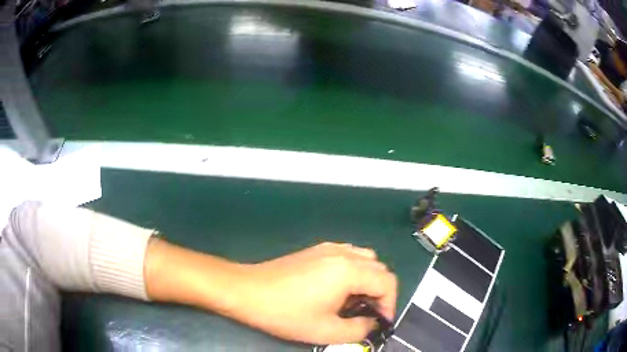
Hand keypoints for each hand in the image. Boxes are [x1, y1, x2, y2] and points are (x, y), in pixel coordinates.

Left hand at [233, 242, 396, 344]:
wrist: (247, 291)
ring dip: (368, 280)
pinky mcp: (315, 250)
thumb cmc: (286, 313)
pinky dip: (354, 271)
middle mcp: (343, 253)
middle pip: (379, 268)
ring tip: (353, 302)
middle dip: (380, 293)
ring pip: (365, 259)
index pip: (388, 282)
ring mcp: (328, 248)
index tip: (380, 322)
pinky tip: (337, 289)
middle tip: (367, 314)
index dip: (390, 304)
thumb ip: (360, 329)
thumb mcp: (326, 331)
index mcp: (349, 270)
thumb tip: (372, 323)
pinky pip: (348, 255)